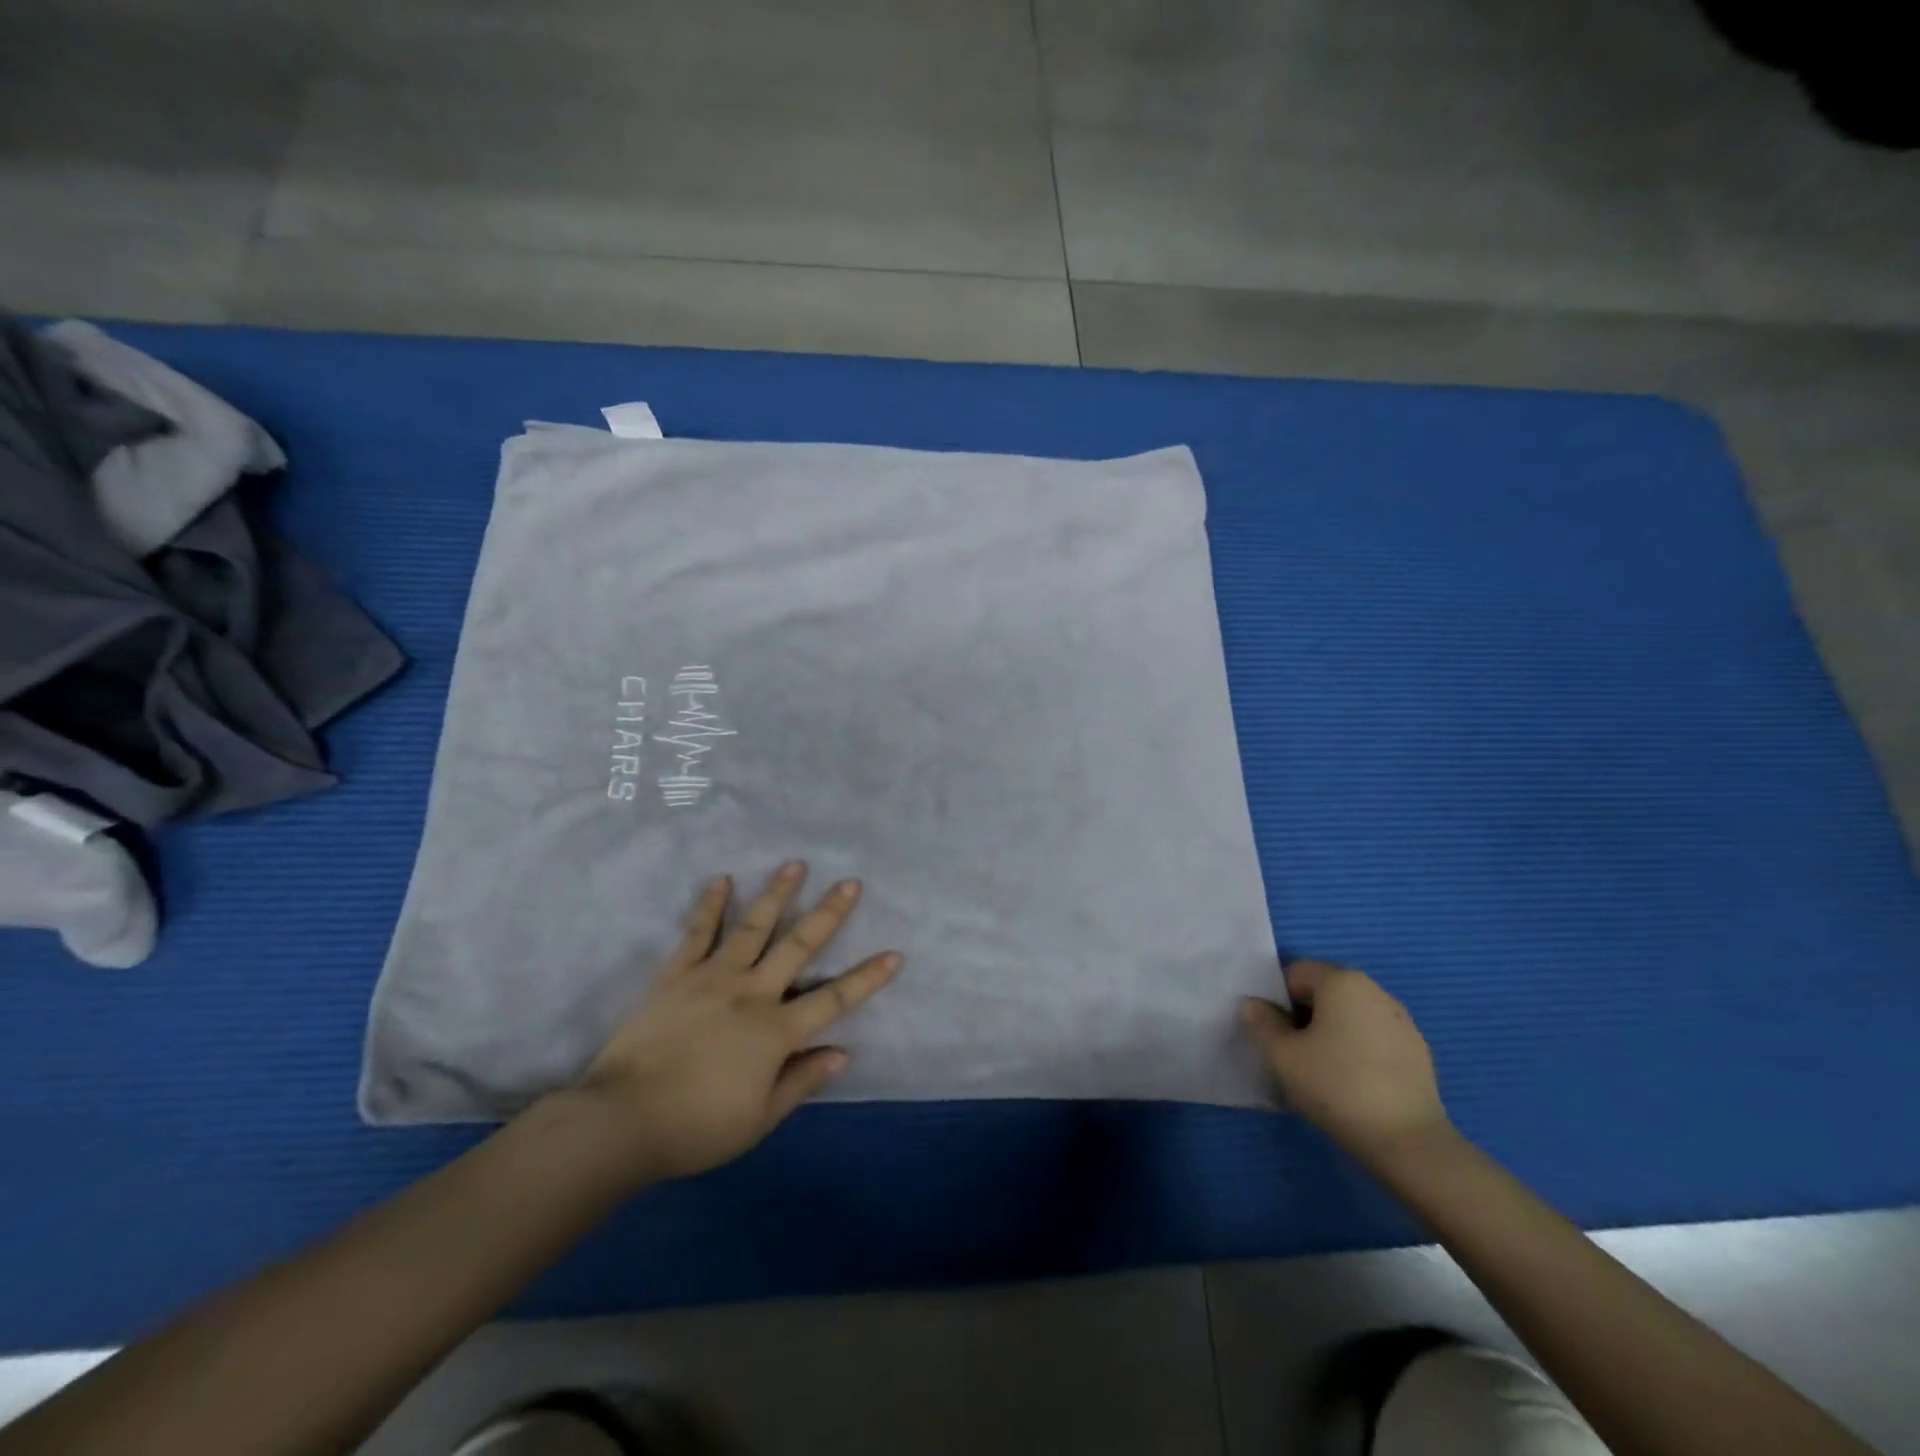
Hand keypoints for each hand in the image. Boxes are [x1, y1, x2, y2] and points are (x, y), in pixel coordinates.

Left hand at [571, 863, 900, 1184]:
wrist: (621, 1120)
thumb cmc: (696, 1127)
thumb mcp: (759, 1119)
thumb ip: (801, 1081)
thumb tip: (843, 1052)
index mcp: (775, 1031)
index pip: (833, 999)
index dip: (867, 978)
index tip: (894, 954)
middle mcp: (751, 993)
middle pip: (798, 947)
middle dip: (829, 914)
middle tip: (850, 883)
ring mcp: (712, 978)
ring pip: (753, 928)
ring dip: (777, 894)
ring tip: (795, 865)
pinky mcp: (676, 975)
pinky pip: (697, 933)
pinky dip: (711, 905)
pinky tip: (722, 880)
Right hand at [1241, 960, 1453, 1167]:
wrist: (1408, 1142)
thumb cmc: (1336, 1086)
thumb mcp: (1282, 1055)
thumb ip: (1261, 1022)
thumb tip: (1253, 1005)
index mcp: (1342, 981)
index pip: (1295, 973)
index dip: (1277, 1000)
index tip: (1275, 1034)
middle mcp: (1374, 990)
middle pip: (1325, 991)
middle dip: (1304, 1015)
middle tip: (1294, 1053)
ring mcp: (1402, 1021)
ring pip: (1350, 1015)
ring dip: (1331, 1032)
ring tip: (1323, 1071)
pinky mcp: (1418, 1051)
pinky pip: (1374, 1037)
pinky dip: (1358, 1050)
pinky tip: (1353, 1084)